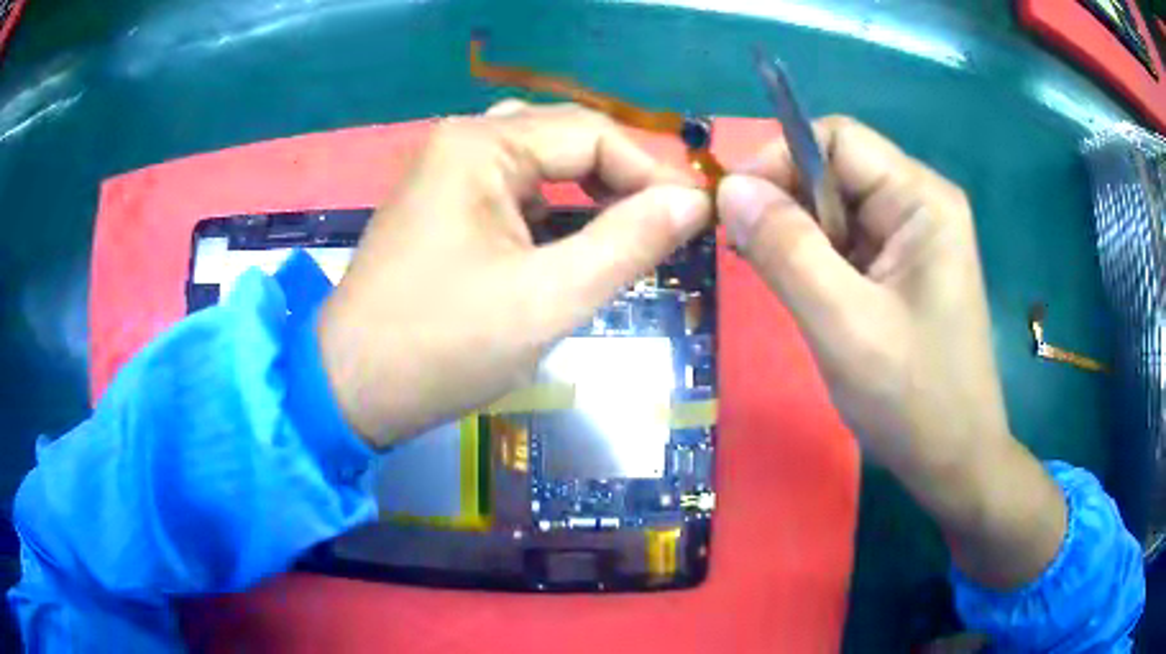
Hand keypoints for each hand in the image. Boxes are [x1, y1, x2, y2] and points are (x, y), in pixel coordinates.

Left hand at [317, 102, 711, 445]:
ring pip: (542, 163)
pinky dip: (556, 208)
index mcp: (481, 146)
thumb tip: (694, 202)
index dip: (653, 172)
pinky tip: (576, 238)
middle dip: (625, 178)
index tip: (698, 217)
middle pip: (567, 139)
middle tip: (670, 224)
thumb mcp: (548, 299)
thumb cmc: (442, 346)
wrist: (351, 389)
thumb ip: (629, 243)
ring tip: (634, 229)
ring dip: (592, 191)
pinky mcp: (442, 206)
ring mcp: (447, 172)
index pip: (593, 134)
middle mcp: (462, 141)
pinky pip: (515, 188)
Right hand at [717, 116, 1064, 588]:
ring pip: (834, 209)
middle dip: (788, 205)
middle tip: (755, 259)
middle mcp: (920, 205)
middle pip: (834, 171)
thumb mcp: (844, 326)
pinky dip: (815, 261)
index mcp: (922, 199)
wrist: (954, 463)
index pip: (836, 139)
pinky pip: (846, 243)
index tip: (737, 212)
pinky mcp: (903, 270)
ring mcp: (913, 238)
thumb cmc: (912, 400)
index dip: (779, 160)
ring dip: (798, 238)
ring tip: (784, 287)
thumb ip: (787, 250)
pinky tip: (808, 298)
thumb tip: (729, 188)